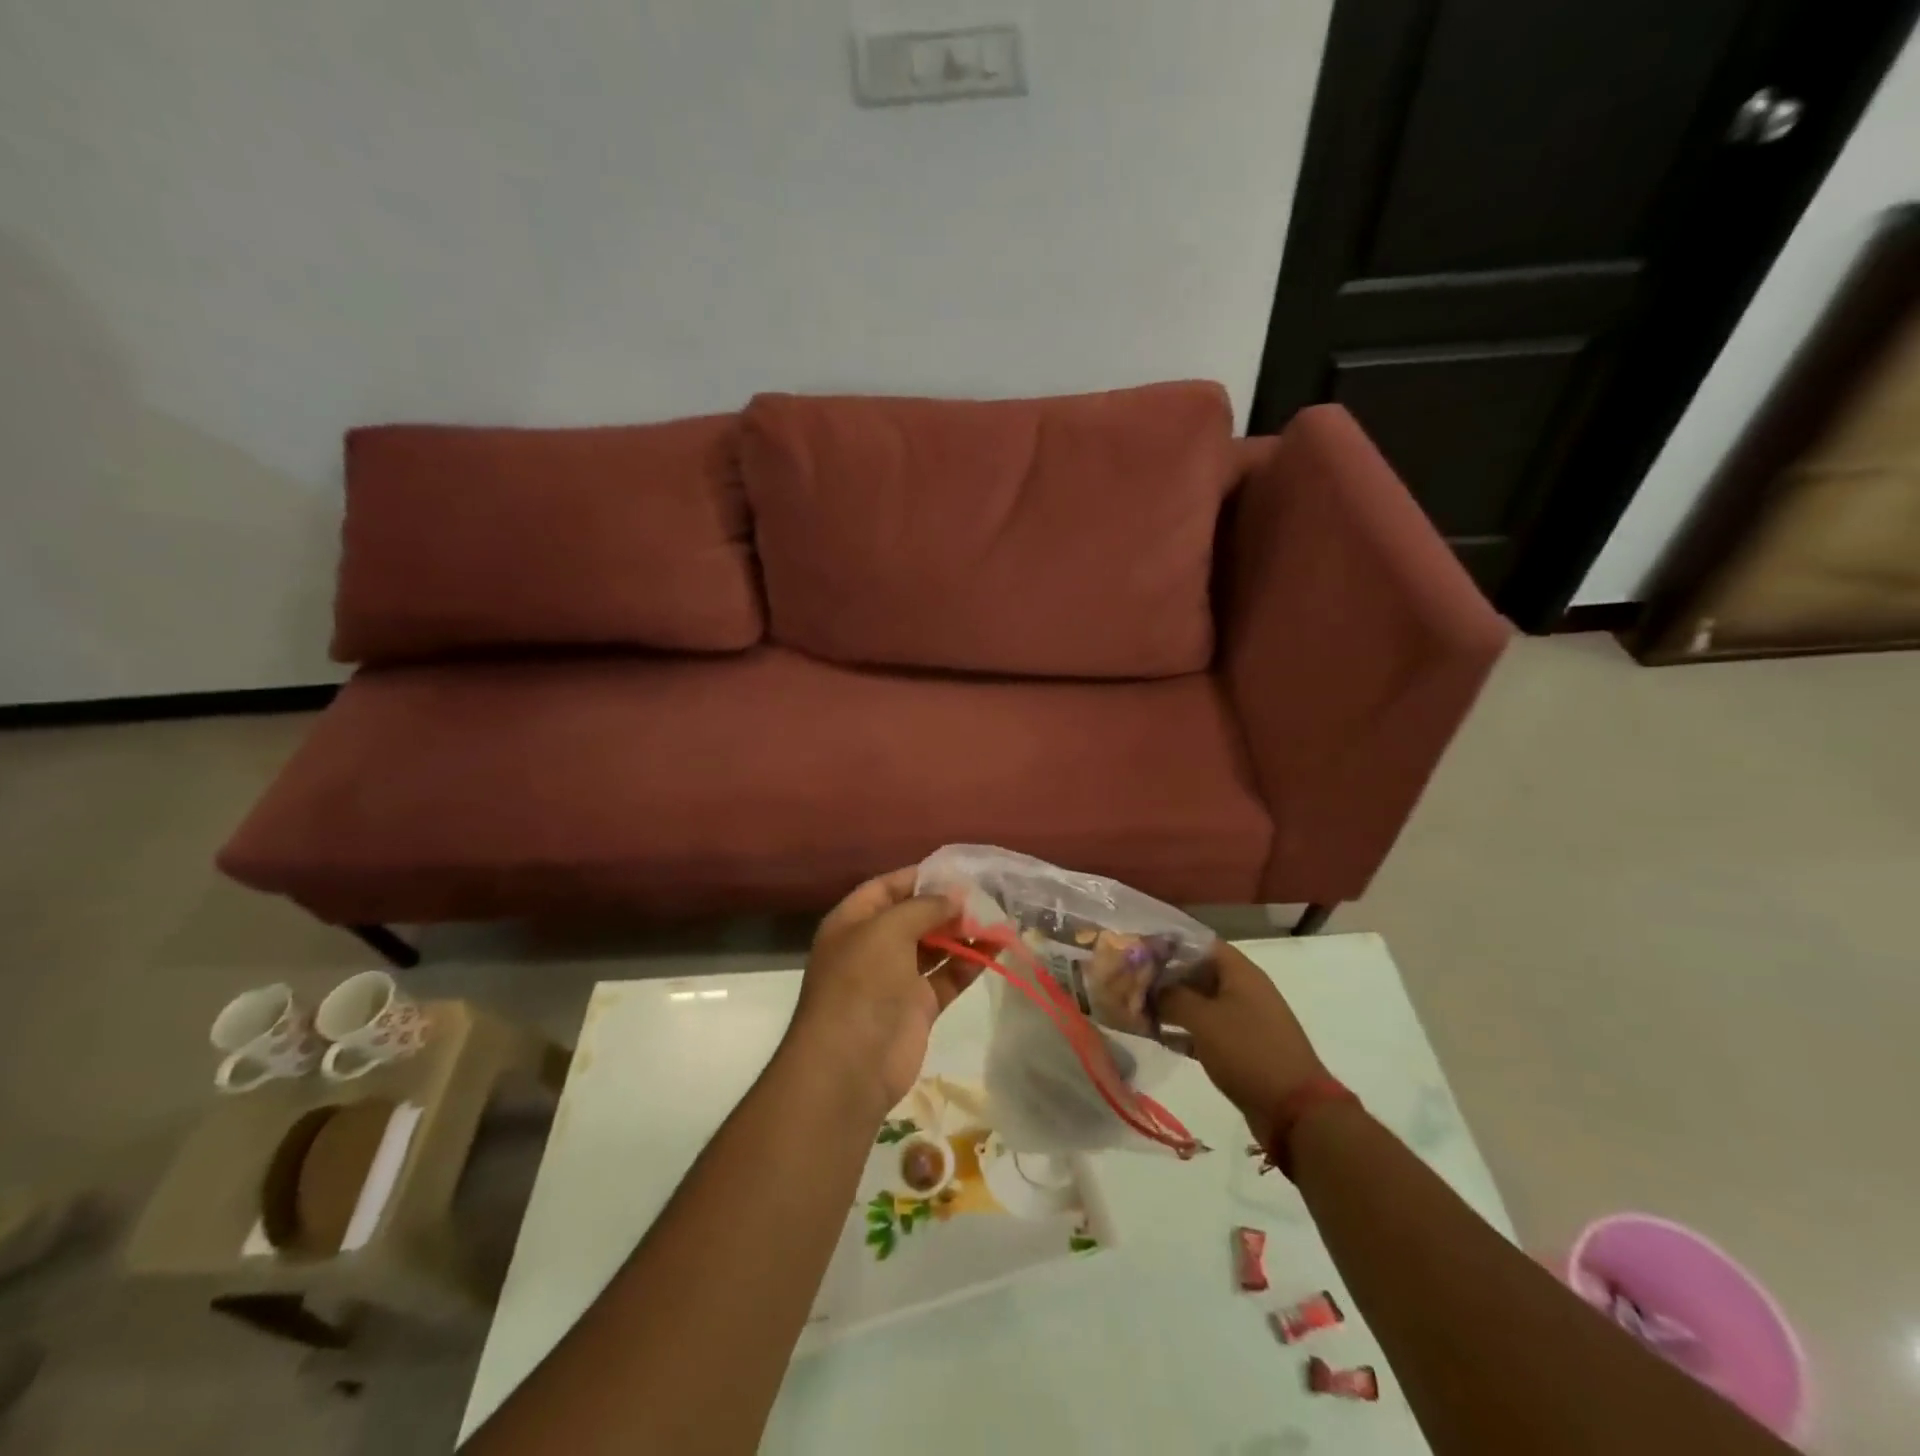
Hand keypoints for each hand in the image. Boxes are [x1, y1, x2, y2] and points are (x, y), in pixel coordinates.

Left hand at [787, 867, 974, 1114]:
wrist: (849, 1065)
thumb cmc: (861, 983)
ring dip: (962, 932)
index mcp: (852, 922)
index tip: (956, 870)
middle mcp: (872, 946)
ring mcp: (895, 978)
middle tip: (985, 895)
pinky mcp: (918, 1007)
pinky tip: (996, 947)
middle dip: (946, 905)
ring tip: (998, 917)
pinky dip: (970, 962)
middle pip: (913, 916)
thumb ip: (924, 907)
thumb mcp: (888, 930)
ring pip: (934, 946)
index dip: (918, 877)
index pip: (886, 888)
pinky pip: (947, 976)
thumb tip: (955, 896)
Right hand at [1157, 942, 1326, 1144]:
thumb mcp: (1204, 1019)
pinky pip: (1205, 1029)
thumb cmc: (1248, 1052)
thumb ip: (1172, 997)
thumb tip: (1151, 989)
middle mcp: (1242, 989)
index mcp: (1239, 972)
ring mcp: (1243, 1019)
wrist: (1295, 1111)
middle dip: (1164, 976)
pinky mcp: (1240, 1047)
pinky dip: (1183, 1030)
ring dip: (1170, 1005)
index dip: (1167, 943)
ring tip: (1137, 1009)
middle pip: (1196, 971)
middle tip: (1130, 982)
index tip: (1137, 950)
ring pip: (1199, 1002)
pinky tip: (1158, 1037)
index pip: (1198, 942)